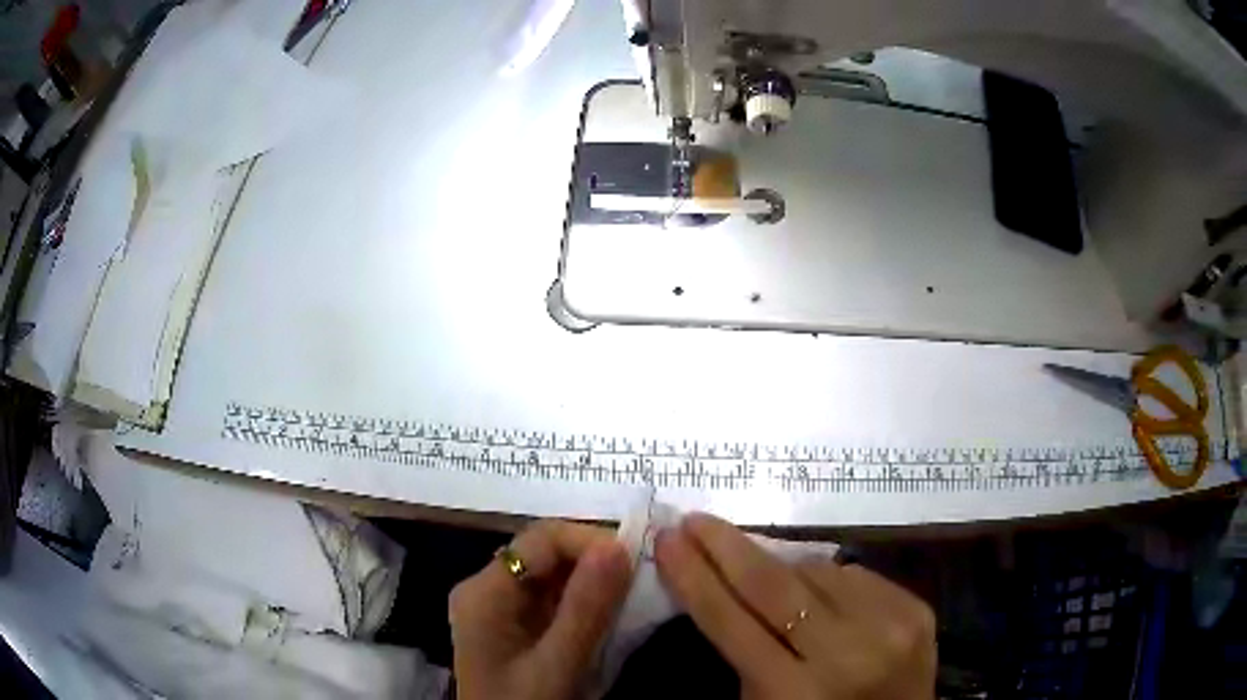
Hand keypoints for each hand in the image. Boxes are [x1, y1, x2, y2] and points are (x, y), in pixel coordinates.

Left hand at [449, 520, 631, 699]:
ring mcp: (499, 608)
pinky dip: (583, 601)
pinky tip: (609, 614)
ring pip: (551, 575)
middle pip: (544, 553)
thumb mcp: (558, 666)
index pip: (540, 541)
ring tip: (632, 594)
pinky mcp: (513, 626)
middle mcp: (486, 590)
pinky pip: (551, 598)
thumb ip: (586, 608)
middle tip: (641, 578)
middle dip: (594, 560)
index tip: (637, 562)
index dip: (590, 541)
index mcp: (484, 593)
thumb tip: (618, 546)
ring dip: (593, 581)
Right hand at [655, 513, 935, 698]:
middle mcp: (848, 655)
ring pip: (818, 571)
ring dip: (782, 567)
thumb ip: (741, 653)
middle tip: (694, 520)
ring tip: (759, 567)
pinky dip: (827, 579)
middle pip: (775, 585)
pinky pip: (854, 575)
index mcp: (795, 693)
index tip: (666, 540)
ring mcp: (891, 627)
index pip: (731, 622)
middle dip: (726, 548)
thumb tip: (721, 582)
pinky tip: (816, 592)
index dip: (694, 577)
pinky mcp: (918, 609)